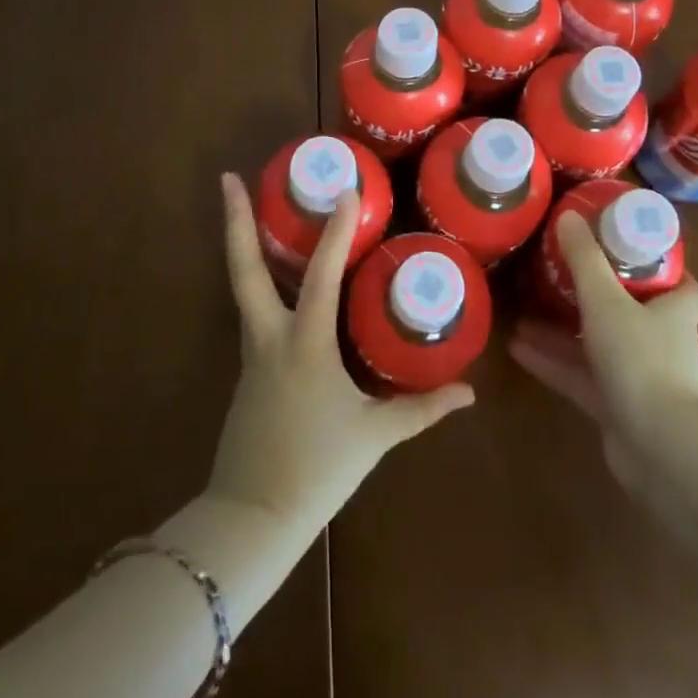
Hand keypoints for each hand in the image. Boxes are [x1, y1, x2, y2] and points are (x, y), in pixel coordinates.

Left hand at [205, 174, 473, 542]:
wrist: (251, 518)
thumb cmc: (317, 469)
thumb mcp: (375, 436)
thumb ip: (422, 410)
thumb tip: (469, 393)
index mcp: (305, 343)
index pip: (322, 274)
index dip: (335, 230)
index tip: (344, 190)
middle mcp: (270, 336)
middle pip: (244, 268)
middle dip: (237, 220)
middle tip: (229, 178)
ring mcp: (251, 352)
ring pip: (242, 287)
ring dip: (241, 245)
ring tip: (244, 211)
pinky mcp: (246, 370)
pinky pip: (252, 312)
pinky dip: (257, 283)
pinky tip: (273, 281)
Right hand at [509, 211, 697, 494]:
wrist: (661, 449)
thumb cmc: (642, 360)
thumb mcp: (606, 300)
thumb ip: (584, 260)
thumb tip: (568, 215)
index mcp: (674, 311)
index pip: (681, 285)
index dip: (660, 268)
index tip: (628, 251)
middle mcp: (662, 342)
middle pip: (631, 312)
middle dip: (595, 296)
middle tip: (559, 276)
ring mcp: (640, 379)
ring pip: (598, 345)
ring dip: (563, 331)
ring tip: (522, 312)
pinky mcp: (618, 409)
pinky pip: (582, 377)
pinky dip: (553, 363)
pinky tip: (517, 349)